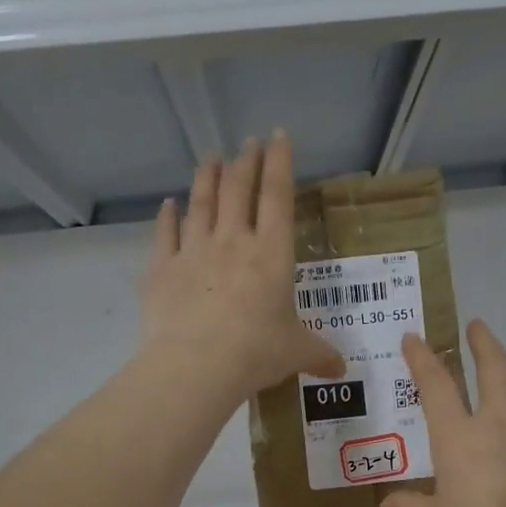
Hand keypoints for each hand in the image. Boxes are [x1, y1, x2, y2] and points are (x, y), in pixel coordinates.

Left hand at [141, 132, 344, 404]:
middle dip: (246, 161)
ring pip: (202, 202)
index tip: (279, 136)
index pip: (278, 197)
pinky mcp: (163, 268)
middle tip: (248, 143)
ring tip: (212, 157)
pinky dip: (168, 216)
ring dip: (208, 176)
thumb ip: (319, 355)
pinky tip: (169, 204)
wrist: (197, 365)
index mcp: (272, 254)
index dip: (280, 164)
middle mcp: (233, 241)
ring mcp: (194, 251)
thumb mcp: (296, 353)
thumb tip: (342, 370)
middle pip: (239, 189)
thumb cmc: (257, 353)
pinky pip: (166, 233)